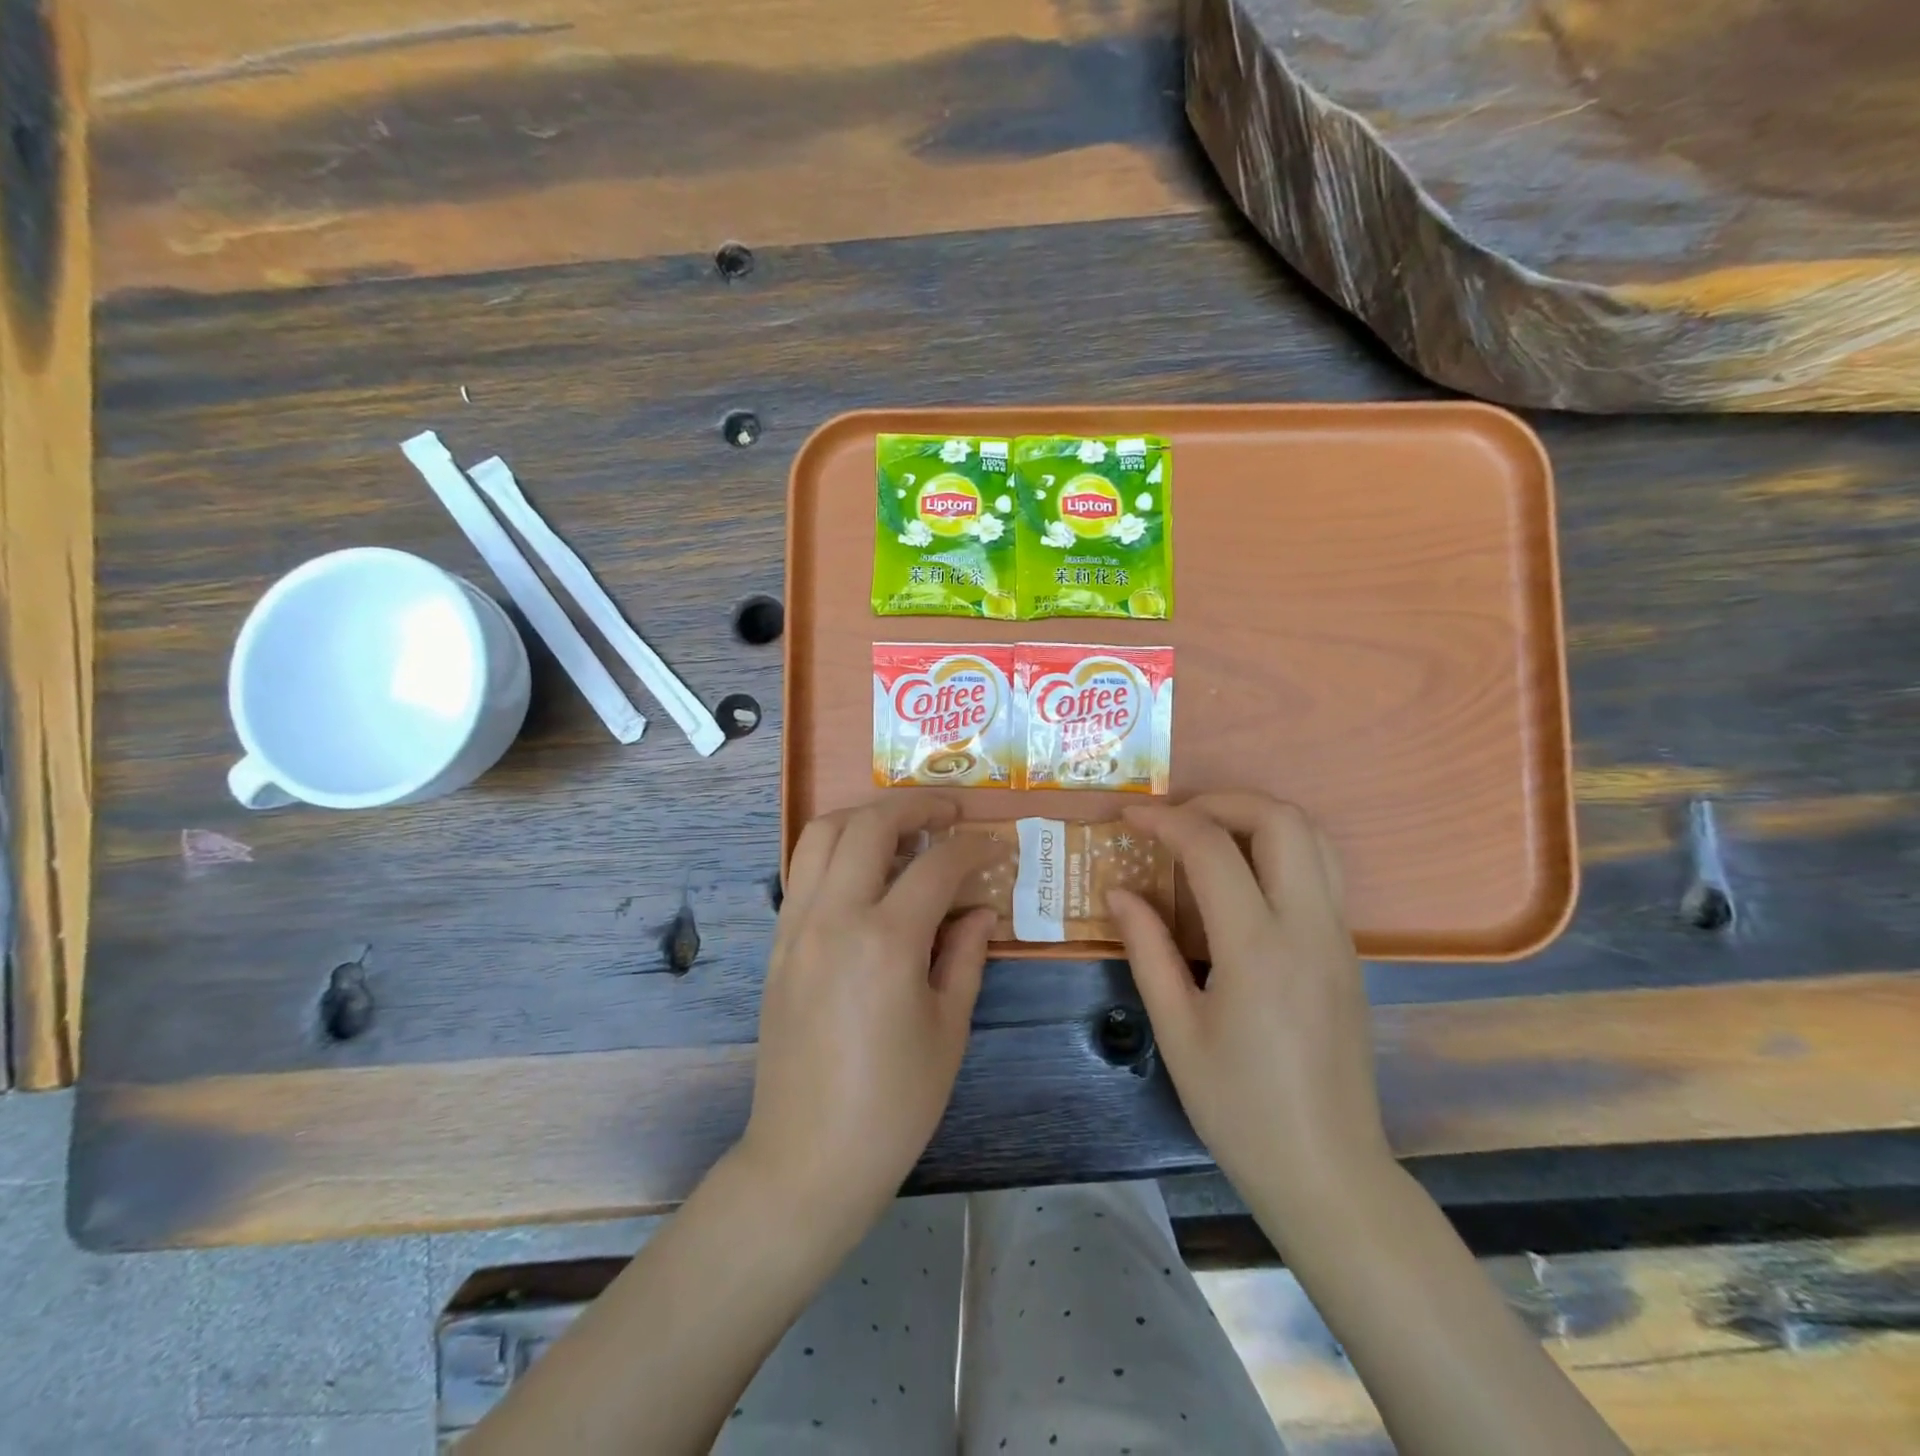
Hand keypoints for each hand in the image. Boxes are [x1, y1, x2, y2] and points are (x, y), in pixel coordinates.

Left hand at [737, 795, 996, 1241]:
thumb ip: (966, 954)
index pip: (936, 865)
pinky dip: (836, 849)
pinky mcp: (778, 942)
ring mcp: (797, 925)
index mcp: (886, 941)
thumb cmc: (893, 1104)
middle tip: (950, 812)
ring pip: (822, 833)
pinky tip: (866, 871)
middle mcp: (834, 917)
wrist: (807, 1157)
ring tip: (903, 828)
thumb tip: (978, 908)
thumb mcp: (948, 1028)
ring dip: (866, 816)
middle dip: (917, 806)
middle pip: (870, 825)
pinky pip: (803, 869)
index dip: (973, 847)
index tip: (996, 845)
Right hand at [1108, 792, 1391, 1223]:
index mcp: (1258, 949)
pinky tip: (1241, 878)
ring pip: (1314, 837)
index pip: (1212, 850)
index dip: (1165, 821)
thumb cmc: (1240, 1108)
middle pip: (1282, 819)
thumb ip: (1147, 949)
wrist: (1327, 1170)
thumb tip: (1119, 892)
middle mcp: (1308, 927)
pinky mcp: (1347, 951)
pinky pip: (1322, 870)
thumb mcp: (1176, 1031)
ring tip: (1208, 835)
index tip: (1130, 818)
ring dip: (1258, 817)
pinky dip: (1279, 847)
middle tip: (1176, 818)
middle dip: (1223, 801)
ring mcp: (1337, 936)